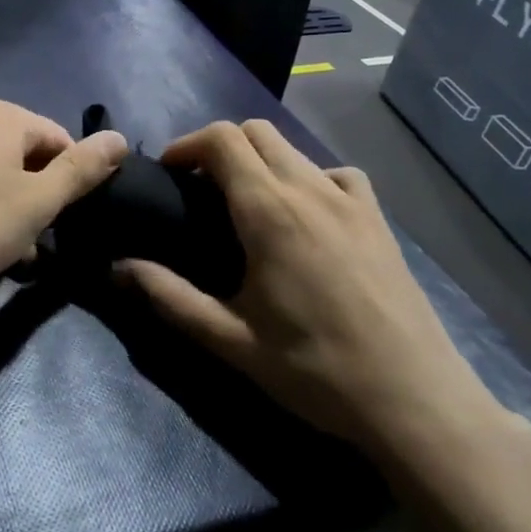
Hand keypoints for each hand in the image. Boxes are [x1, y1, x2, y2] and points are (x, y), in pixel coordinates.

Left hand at [0, 98, 127, 300]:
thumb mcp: (37, 202)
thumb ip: (81, 170)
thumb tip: (119, 137)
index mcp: (1, 116)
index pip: (59, 140)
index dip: (71, 182)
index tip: (65, 222)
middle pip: (24, 157)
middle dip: (37, 199)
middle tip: (35, 242)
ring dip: (8, 210)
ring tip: (6, 252)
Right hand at [118, 120, 512, 458]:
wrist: (414, 400)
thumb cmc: (314, 370)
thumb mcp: (230, 339)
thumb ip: (168, 296)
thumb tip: (117, 267)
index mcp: (270, 211)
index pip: (222, 139)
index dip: (187, 145)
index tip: (167, 174)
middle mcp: (310, 189)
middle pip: (256, 131)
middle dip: (218, 147)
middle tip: (198, 189)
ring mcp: (351, 200)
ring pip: (294, 148)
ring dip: (260, 160)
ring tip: (245, 204)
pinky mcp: (379, 219)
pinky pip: (336, 173)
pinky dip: (308, 177)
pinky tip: (305, 216)